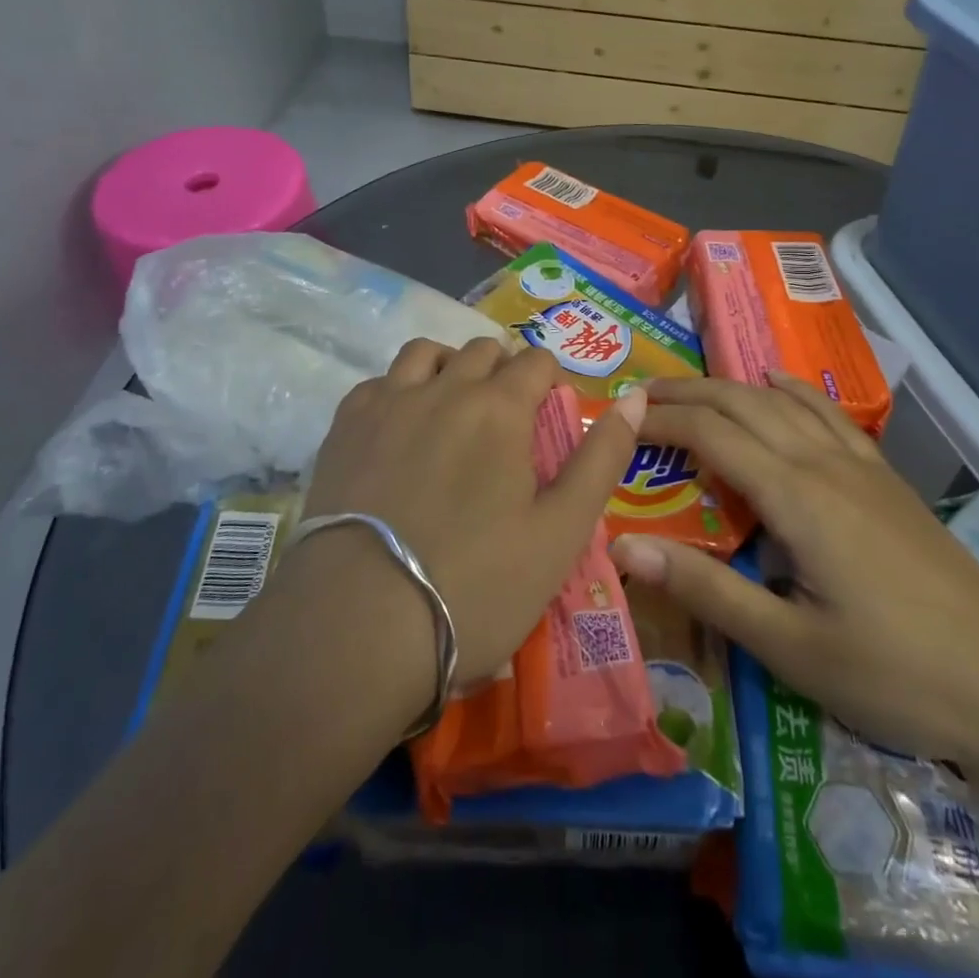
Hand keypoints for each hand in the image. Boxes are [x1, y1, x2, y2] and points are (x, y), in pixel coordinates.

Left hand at [294, 337, 643, 690]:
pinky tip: (401, 428)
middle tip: (507, 420)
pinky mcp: (343, 427)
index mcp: (500, 407)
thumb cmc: (476, 586)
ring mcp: (388, 403)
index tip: (550, 417)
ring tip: (455, 408)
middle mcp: (444, 388)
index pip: (536, 361)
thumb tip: (635, 396)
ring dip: (450, 367)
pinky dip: (400, 389)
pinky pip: (379, 381)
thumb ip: (602, 458)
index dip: (551, 382)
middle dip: (504, 371)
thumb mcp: (561, 532)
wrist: (358, 628)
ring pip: (426, 352)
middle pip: (483, 350)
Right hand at [611, 375, 978, 779]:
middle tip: (639, 397)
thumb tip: (624, 545)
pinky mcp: (885, 480)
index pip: (711, 434)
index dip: (660, 421)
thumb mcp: (790, 647)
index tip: (618, 421)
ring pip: (782, 403)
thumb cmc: (895, 674)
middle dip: (686, 394)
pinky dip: (791, 392)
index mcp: (796, 497)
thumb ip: (706, 588)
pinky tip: (776, 387)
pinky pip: (827, 415)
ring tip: (689, 390)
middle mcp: (824, 464)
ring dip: (730, 388)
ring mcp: (860, 467)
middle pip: (742, 404)